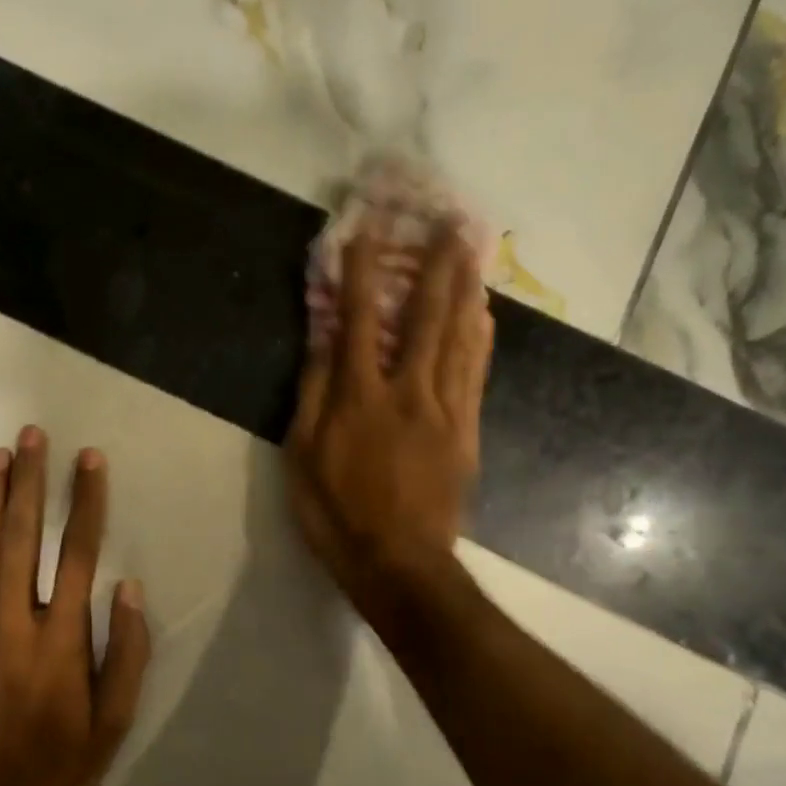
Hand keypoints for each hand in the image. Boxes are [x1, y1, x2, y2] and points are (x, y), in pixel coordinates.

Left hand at [0, 427, 150, 785]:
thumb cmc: (62, 764)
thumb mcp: (116, 720)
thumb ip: (128, 651)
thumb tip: (129, 588)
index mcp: (62, 638)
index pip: (80, 553)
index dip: (87, 502)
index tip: (90, 460)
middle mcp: (16, 623)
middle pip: (24, 538)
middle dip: (30, 482)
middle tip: (32, 435)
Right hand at [285, 222, 493, 620]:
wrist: (399, 564)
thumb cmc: (336, 513)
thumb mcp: (302, 456)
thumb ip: (313, 394)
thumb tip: (322, 342)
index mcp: (360, 396)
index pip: (357, 319)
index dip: (360, 271)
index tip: (364, 229)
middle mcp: (408, 390)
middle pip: (425, 316)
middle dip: (434, 265)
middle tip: (449, 222)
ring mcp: (445, 409)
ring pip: (458, 338)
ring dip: (464, 290)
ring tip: (472, 252)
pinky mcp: (466, 431)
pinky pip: (476, 374)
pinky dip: (479, 338)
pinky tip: (483, 315)